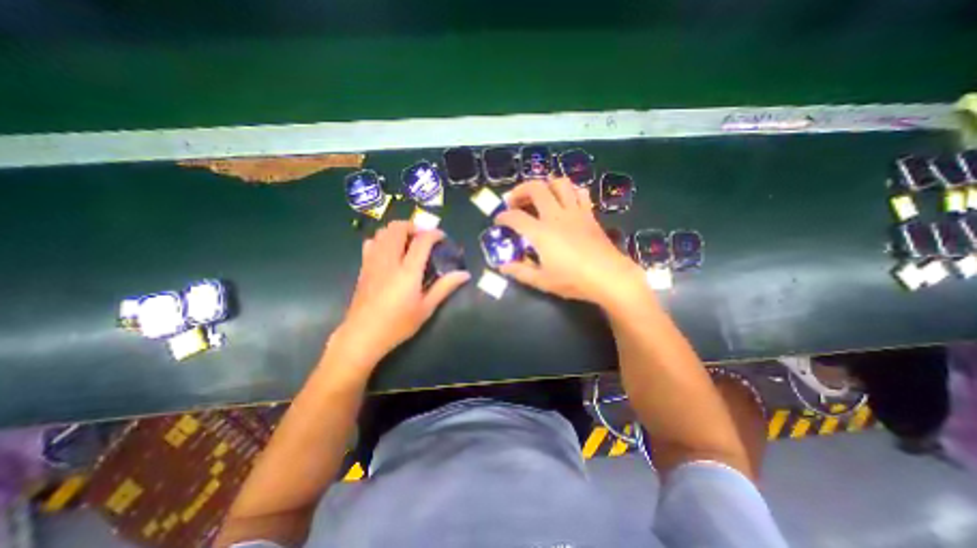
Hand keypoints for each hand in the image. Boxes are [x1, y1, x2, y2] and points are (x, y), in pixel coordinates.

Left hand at [329, 221, 471, 369]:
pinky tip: (391, 251)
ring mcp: (373, 262)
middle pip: (398, 228)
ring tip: (409, 242)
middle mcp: (389, 260)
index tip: (442, 237)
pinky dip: (383, 238)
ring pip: (383, 231)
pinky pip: (371, 242)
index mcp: (407, 271)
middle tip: (424, 237)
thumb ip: (445, 287)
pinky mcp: (363, 267)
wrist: (362, 335)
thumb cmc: (398, 324)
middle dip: (414, 226)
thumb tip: (465, 274)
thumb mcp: (426, 308)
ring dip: (398, 231)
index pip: (421, 241)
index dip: (434, 233)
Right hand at [498, 180, 647, 308]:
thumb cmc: (573, 280)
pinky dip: (569, 190)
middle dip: (520, 190)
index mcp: (541, 233)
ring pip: (559, 183)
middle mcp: (556, 216)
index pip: (515, 217)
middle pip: (536, 189)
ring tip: (539, 194)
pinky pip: (579, 193)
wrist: (609, 277)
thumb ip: (520, 272)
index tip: (498, 220)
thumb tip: (501, 267)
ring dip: (545, 184)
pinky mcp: (589, 214)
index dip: (503, 216)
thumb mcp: (542, 281)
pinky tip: (565, 199)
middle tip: (513, 200)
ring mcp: (574, 212)